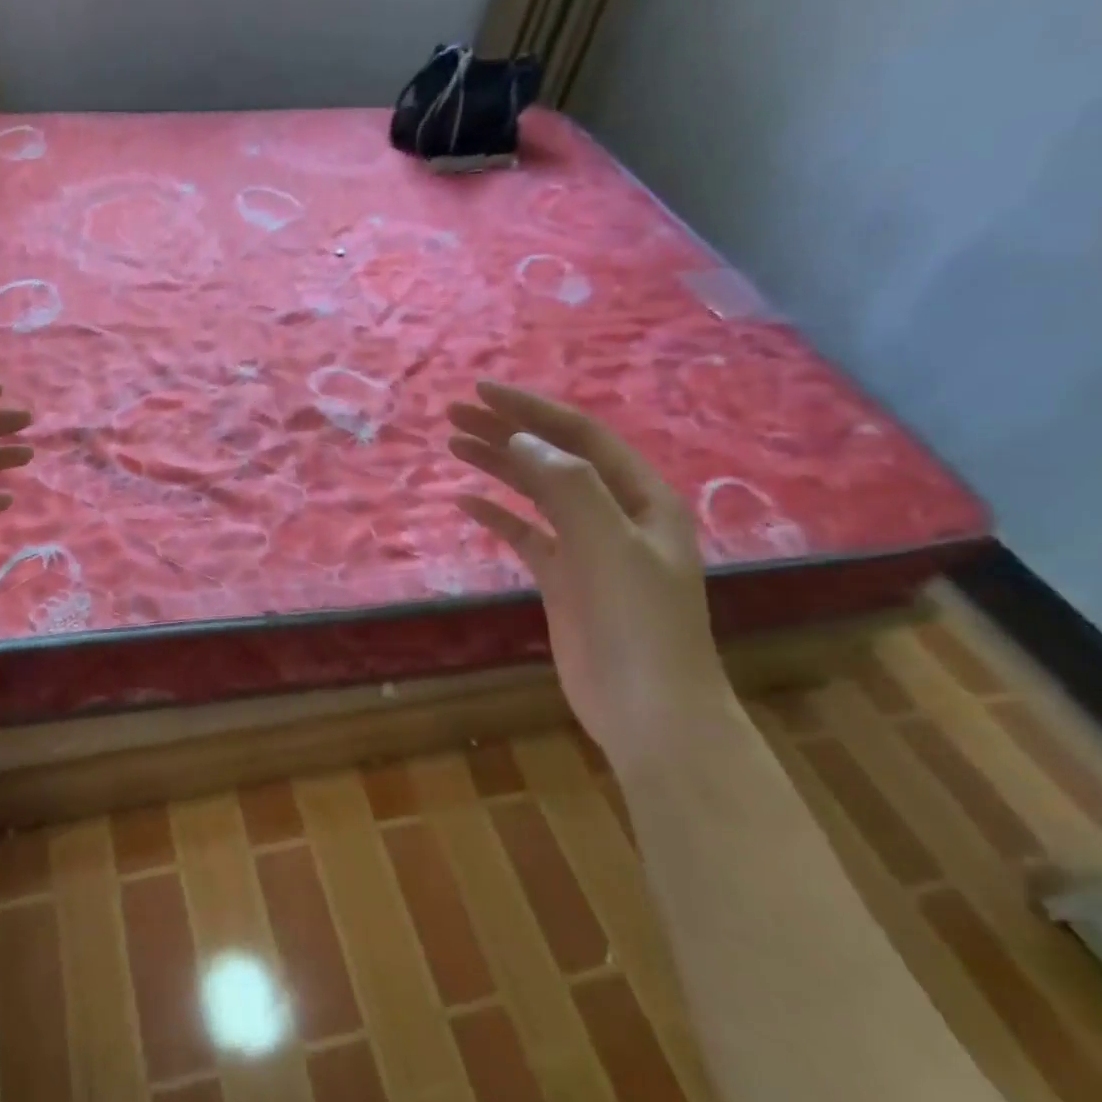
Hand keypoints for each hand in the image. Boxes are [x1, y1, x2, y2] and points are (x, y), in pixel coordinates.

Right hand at [448, 382, 729, 765]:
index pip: (580, 436)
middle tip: (452, 412)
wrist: (649, 710)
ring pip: (536, 492)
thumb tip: (520, 439)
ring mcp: (587, 547)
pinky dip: (496, 515)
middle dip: (506, 431)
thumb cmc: (640, 623)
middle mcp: (615, 513)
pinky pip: (524, 534)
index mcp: (641, 496)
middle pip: (553, 458)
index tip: (481, 391)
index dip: (530, 410)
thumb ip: (569, 487)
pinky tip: (466, 501)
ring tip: (453, 443)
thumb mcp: (611, 545)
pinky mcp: (562, 579)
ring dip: (497, 465)